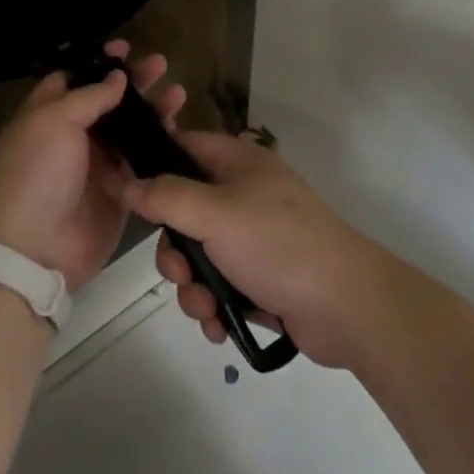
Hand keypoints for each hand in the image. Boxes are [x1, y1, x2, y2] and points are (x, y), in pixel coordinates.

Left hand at [0, 42, 184, 291]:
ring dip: (152, 110)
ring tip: (178, 93)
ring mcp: (96, 164)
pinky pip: (141, 161)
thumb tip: (116, 78)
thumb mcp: (54, 123)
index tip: (125, 48)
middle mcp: (71, 135)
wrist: (37, 250)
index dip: (98, 62)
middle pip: (106, 100)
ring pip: (128, 129)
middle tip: (161, 64)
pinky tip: (179, 129)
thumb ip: (88, 97)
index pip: (72, 77)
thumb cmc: (37, 174)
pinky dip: (158, 145)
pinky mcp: (118, 190)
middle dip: (133, 81)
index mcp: (46, 115)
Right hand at [117, 132, 392, 369]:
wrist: (348, 307)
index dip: (152, 166)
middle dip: (175, 251)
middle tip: (181, 272)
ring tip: (206, 309)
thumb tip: (127, 183)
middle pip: (182, 211)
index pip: (182, 147)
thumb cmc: (278, 245)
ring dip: (192, 286)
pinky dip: (213, 305)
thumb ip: (166, 196)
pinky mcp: (260, 277)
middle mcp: (242, 194)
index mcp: (237, 162)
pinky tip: (219, 326)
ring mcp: (253, 237)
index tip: (126, 195)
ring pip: (198, 254)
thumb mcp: (215, 214)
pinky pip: (218, 285)